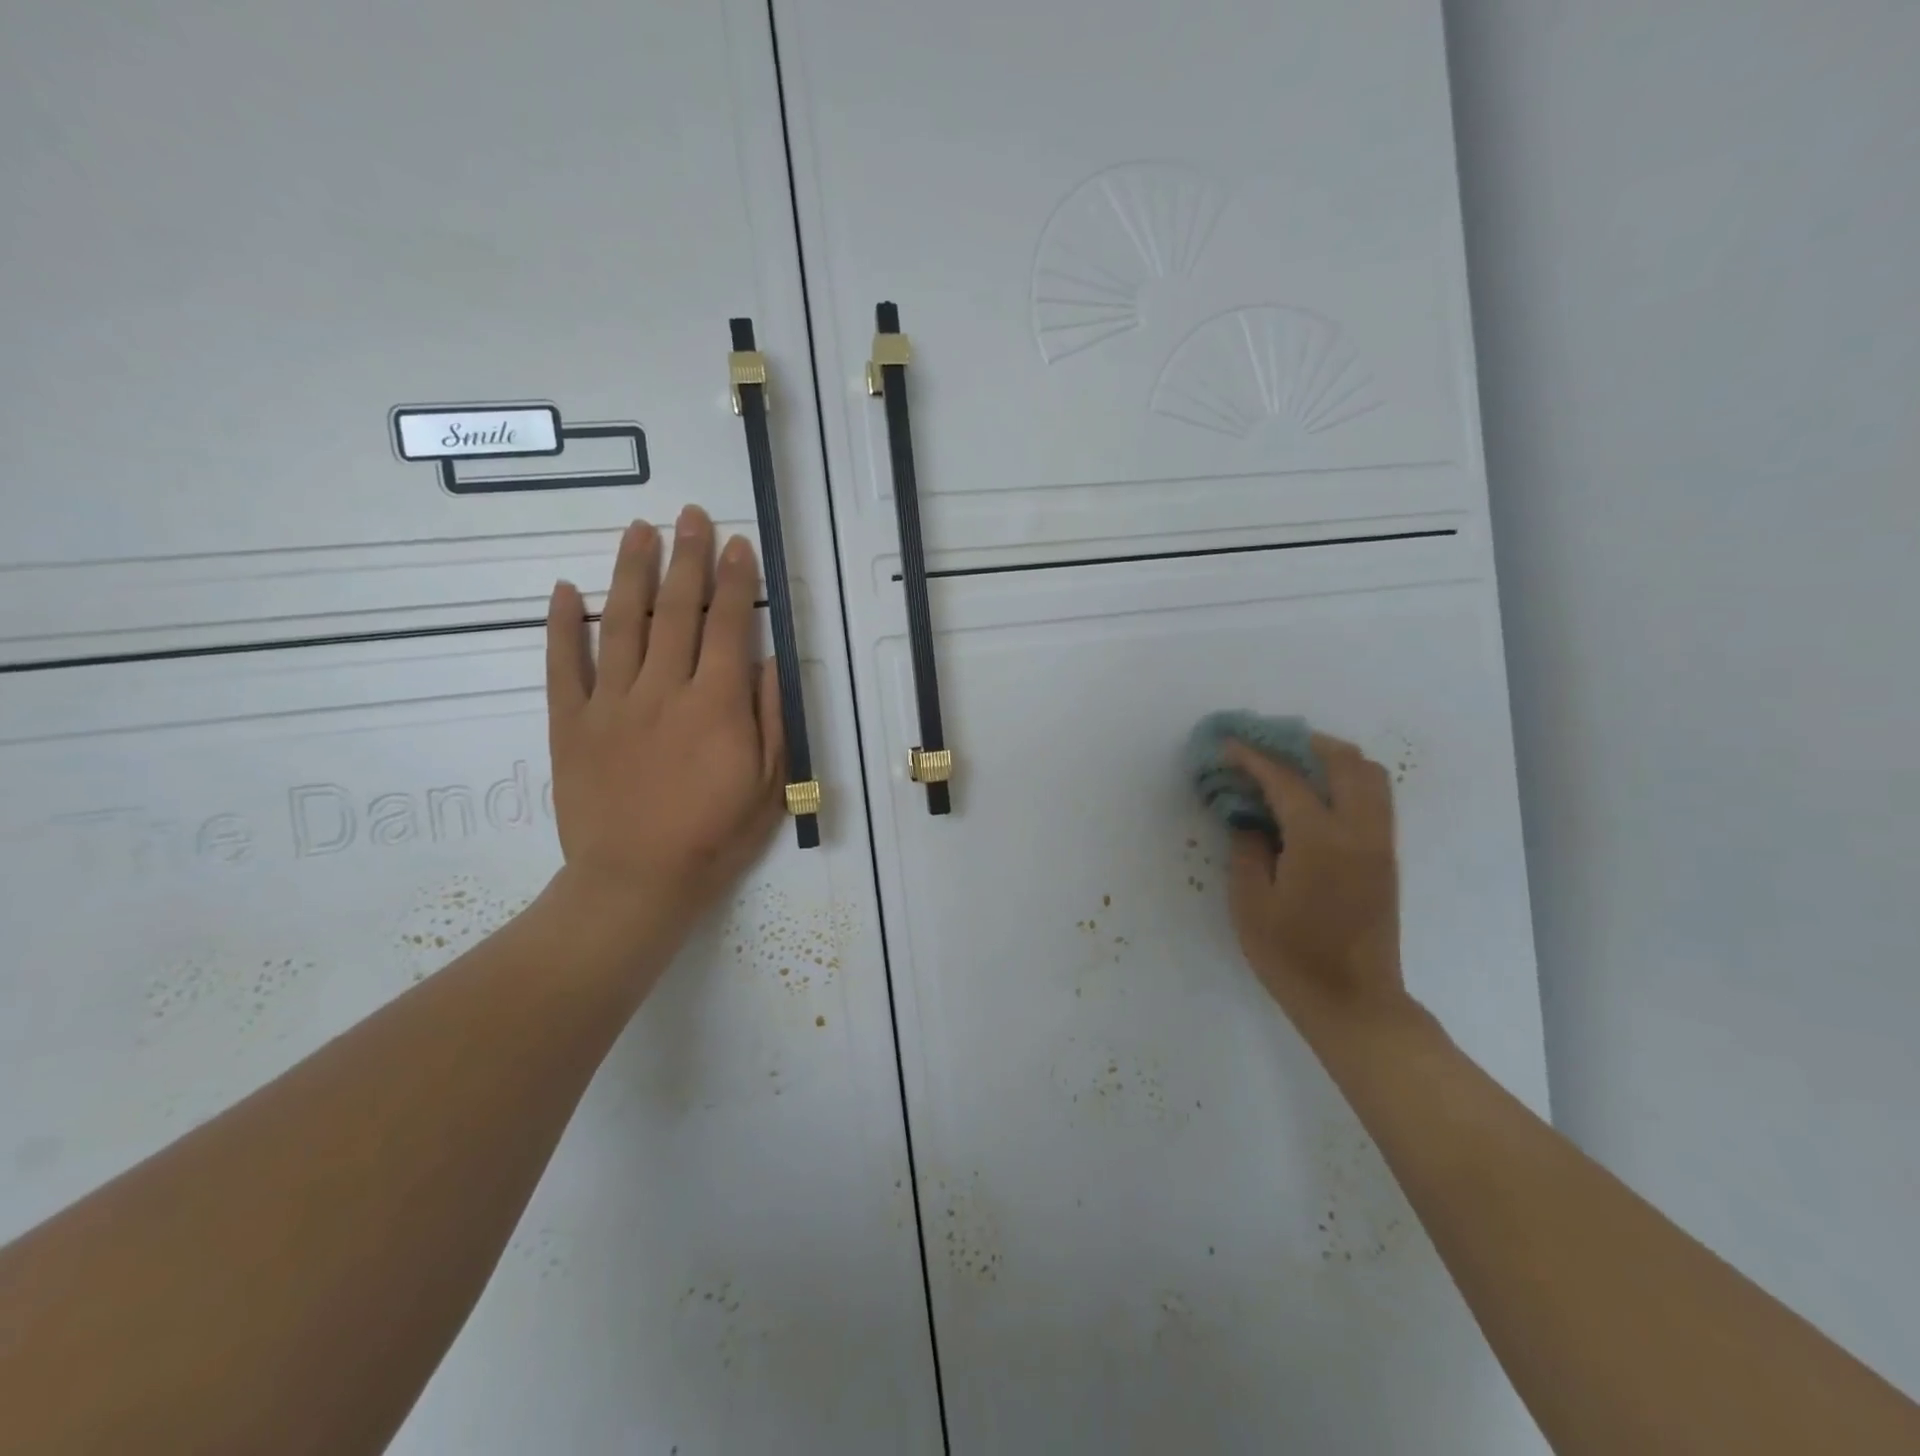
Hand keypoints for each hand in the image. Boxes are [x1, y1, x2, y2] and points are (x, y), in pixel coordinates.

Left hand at [544, 505, 784, 958]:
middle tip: (690, 516)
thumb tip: (766, 661)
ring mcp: (611, 704)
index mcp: (716, 705)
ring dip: (632, 572)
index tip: (737, 544)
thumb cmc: (714, 837)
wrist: (636, 881)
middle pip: (678, 611)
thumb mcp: (768, 785)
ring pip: (623, 624)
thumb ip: (769, 718)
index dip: (736, 582)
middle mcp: (664, 691)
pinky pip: (564, 666)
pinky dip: (562, 626)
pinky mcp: (570, 724)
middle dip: (688, 558)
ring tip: (638, 530)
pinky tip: (565, 591)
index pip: (730, 627)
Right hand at [1224, 733, 1412, 1038]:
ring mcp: (1379, 844)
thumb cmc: (1292, 956)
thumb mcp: (1251, 904)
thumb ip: (1247, 850)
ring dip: (1332, 758)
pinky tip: (1315, 796)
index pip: (1286, 780)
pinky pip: (1374, 799)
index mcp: (1321, 840)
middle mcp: (1359, 832)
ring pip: (1370, 776)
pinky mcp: (1386, 858)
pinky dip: (1347, 781)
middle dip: (1304, 744)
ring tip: (1293, 764)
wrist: (1354, 1002)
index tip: (1227, 745)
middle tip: (1267, 745)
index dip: (1253, 757)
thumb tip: (1249, 819)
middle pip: (1344, 762)